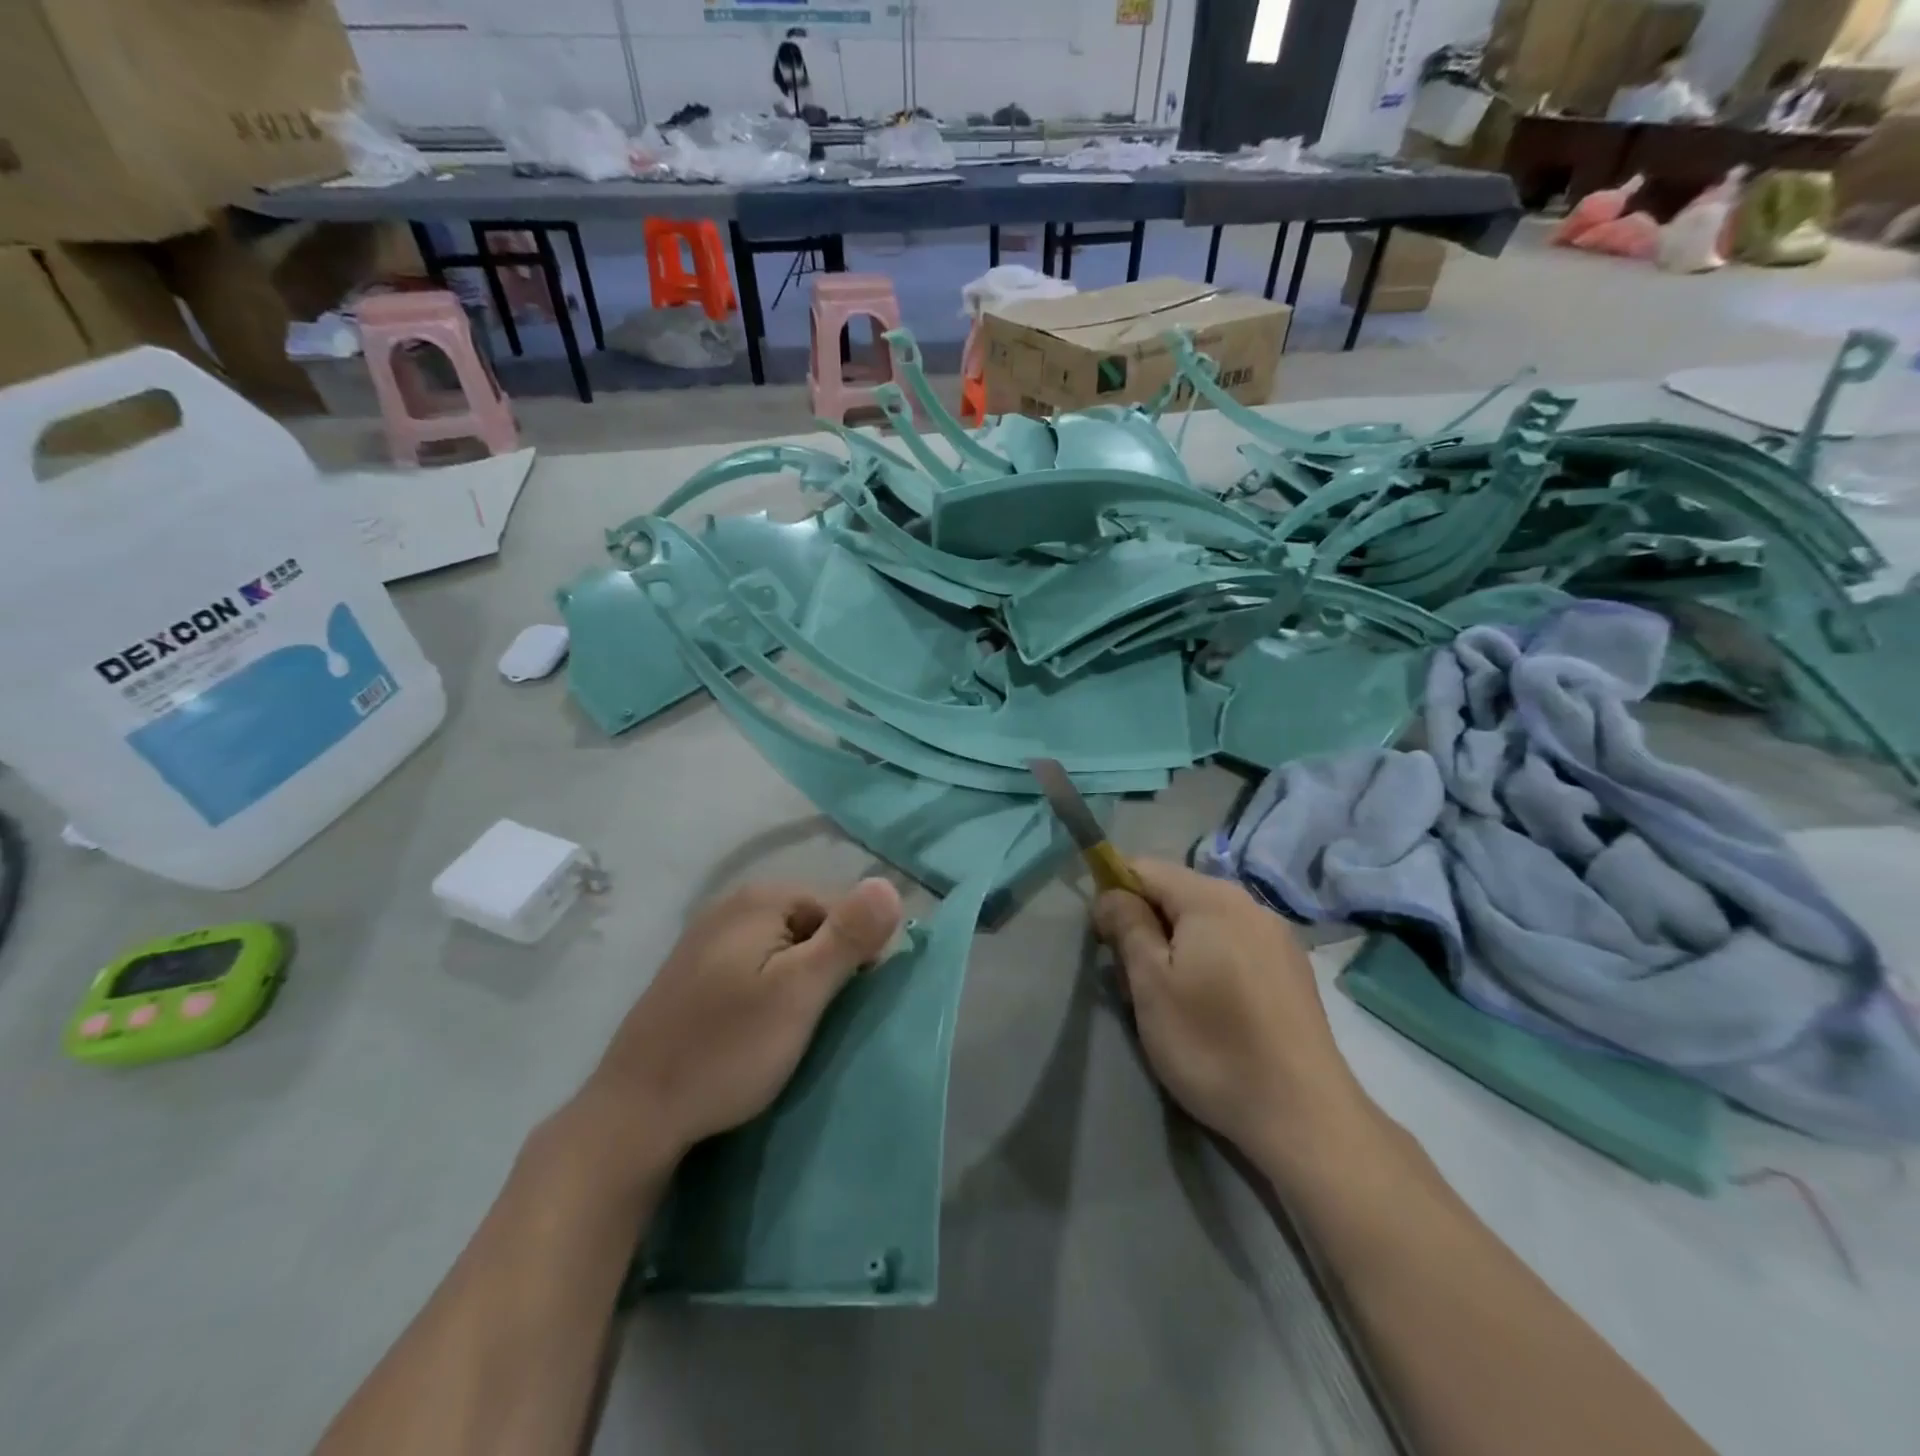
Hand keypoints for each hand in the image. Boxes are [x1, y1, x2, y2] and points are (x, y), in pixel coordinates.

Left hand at [580, 878, 902, 1174]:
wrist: (634, 1115)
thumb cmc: (727, 1049)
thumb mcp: (800, 992)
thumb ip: (847, 936)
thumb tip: (890, 885)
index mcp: (760, 898)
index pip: (839, 907)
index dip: (855, 952)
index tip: (847, 1002)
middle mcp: (731, 905)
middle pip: (809, 924)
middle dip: (824, 966)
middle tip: (817, 1019)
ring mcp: (705, 937)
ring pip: (781, 948)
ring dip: (796, 982)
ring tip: (790, 1029)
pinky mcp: (691, 972)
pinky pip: (751, 966)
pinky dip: (765, 991)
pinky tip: (755, 1029)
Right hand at [1094, 859, 1368, 1163]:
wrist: (1304, 1116)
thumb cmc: (1212, 1044)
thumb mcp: (1151, 984)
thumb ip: (1127, 926)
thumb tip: (1110, 893)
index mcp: (1212, 898)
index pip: (1144, 868)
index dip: (1114, 895)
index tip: (1105, 942)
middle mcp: (1249, 903)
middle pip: (1176, 893)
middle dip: (1146, 926)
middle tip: (1137, 983)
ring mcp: (1277, 936)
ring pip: (1204, 921)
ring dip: (1176, 947)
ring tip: (1173, 1001)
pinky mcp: (1292, 969)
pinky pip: (1234, 944)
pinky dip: (1210, 962)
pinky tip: (1213, 1009)